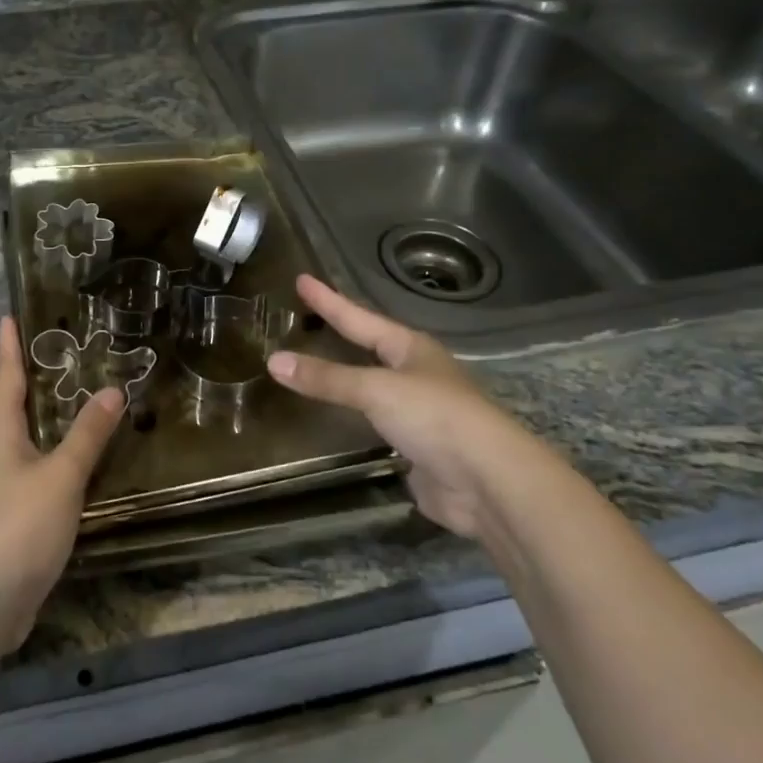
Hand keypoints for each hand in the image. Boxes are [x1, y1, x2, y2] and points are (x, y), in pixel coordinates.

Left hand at [0, 316, 123, 653]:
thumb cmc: (17, 527)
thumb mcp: (60, 476)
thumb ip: (87, 435)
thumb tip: (112, 389)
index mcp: (0, 433)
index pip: (5, 378)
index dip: (9, 347)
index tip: (9, 316)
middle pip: (13, 404)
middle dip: (32, 376)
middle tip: (61, 348)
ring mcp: (3, 485)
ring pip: (27, 436)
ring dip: (48, 414)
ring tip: (77, 394)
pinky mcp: (15, 513)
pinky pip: (38, 466)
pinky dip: (57, 450)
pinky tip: (79, 456)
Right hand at [266, 275, 537, 538]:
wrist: (489, 483)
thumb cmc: (435, 416)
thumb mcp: (376, 389)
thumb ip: (326, 378)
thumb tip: (273, 360)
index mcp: (411, 349)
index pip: (359, 317)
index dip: (328, 300)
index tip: (301, 279)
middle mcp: (416, 374)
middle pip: (370, 347)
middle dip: (341, 332)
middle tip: (309, 317)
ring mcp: (419, 412)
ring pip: (372, 387)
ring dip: (345, 378)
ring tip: (314, 366)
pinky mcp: (416, 448)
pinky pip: (374, 424)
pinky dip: (352, 419)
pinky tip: (336, 419)